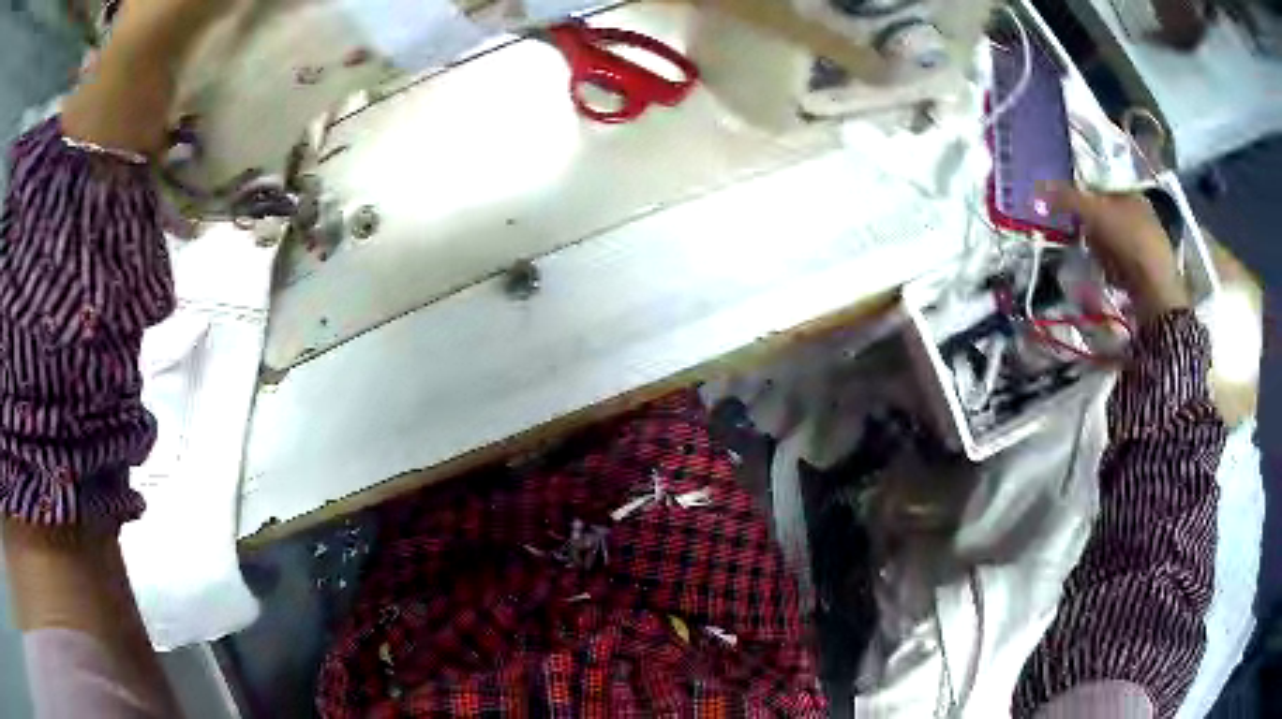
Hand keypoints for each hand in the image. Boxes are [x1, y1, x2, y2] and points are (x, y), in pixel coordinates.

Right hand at [1040, 183, 1189, 322]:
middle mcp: (1141, 215)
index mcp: (1133, 193)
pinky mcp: (1144, 270)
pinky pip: (1119, 263)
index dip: (1083, 196)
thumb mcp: (1095, 212)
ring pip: (1110, 240)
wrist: (1155, 290)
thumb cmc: (1129, 240)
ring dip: (1099, 250)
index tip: (1071, 211)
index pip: (1101, 187)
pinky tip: (1110, 275)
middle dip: (1091, 227)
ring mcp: (1144, 244)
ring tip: (1098, 260)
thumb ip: (1067, 198)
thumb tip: (1037, 189)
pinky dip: (1110, 268)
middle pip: (1104, 215)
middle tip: (1084, 237)